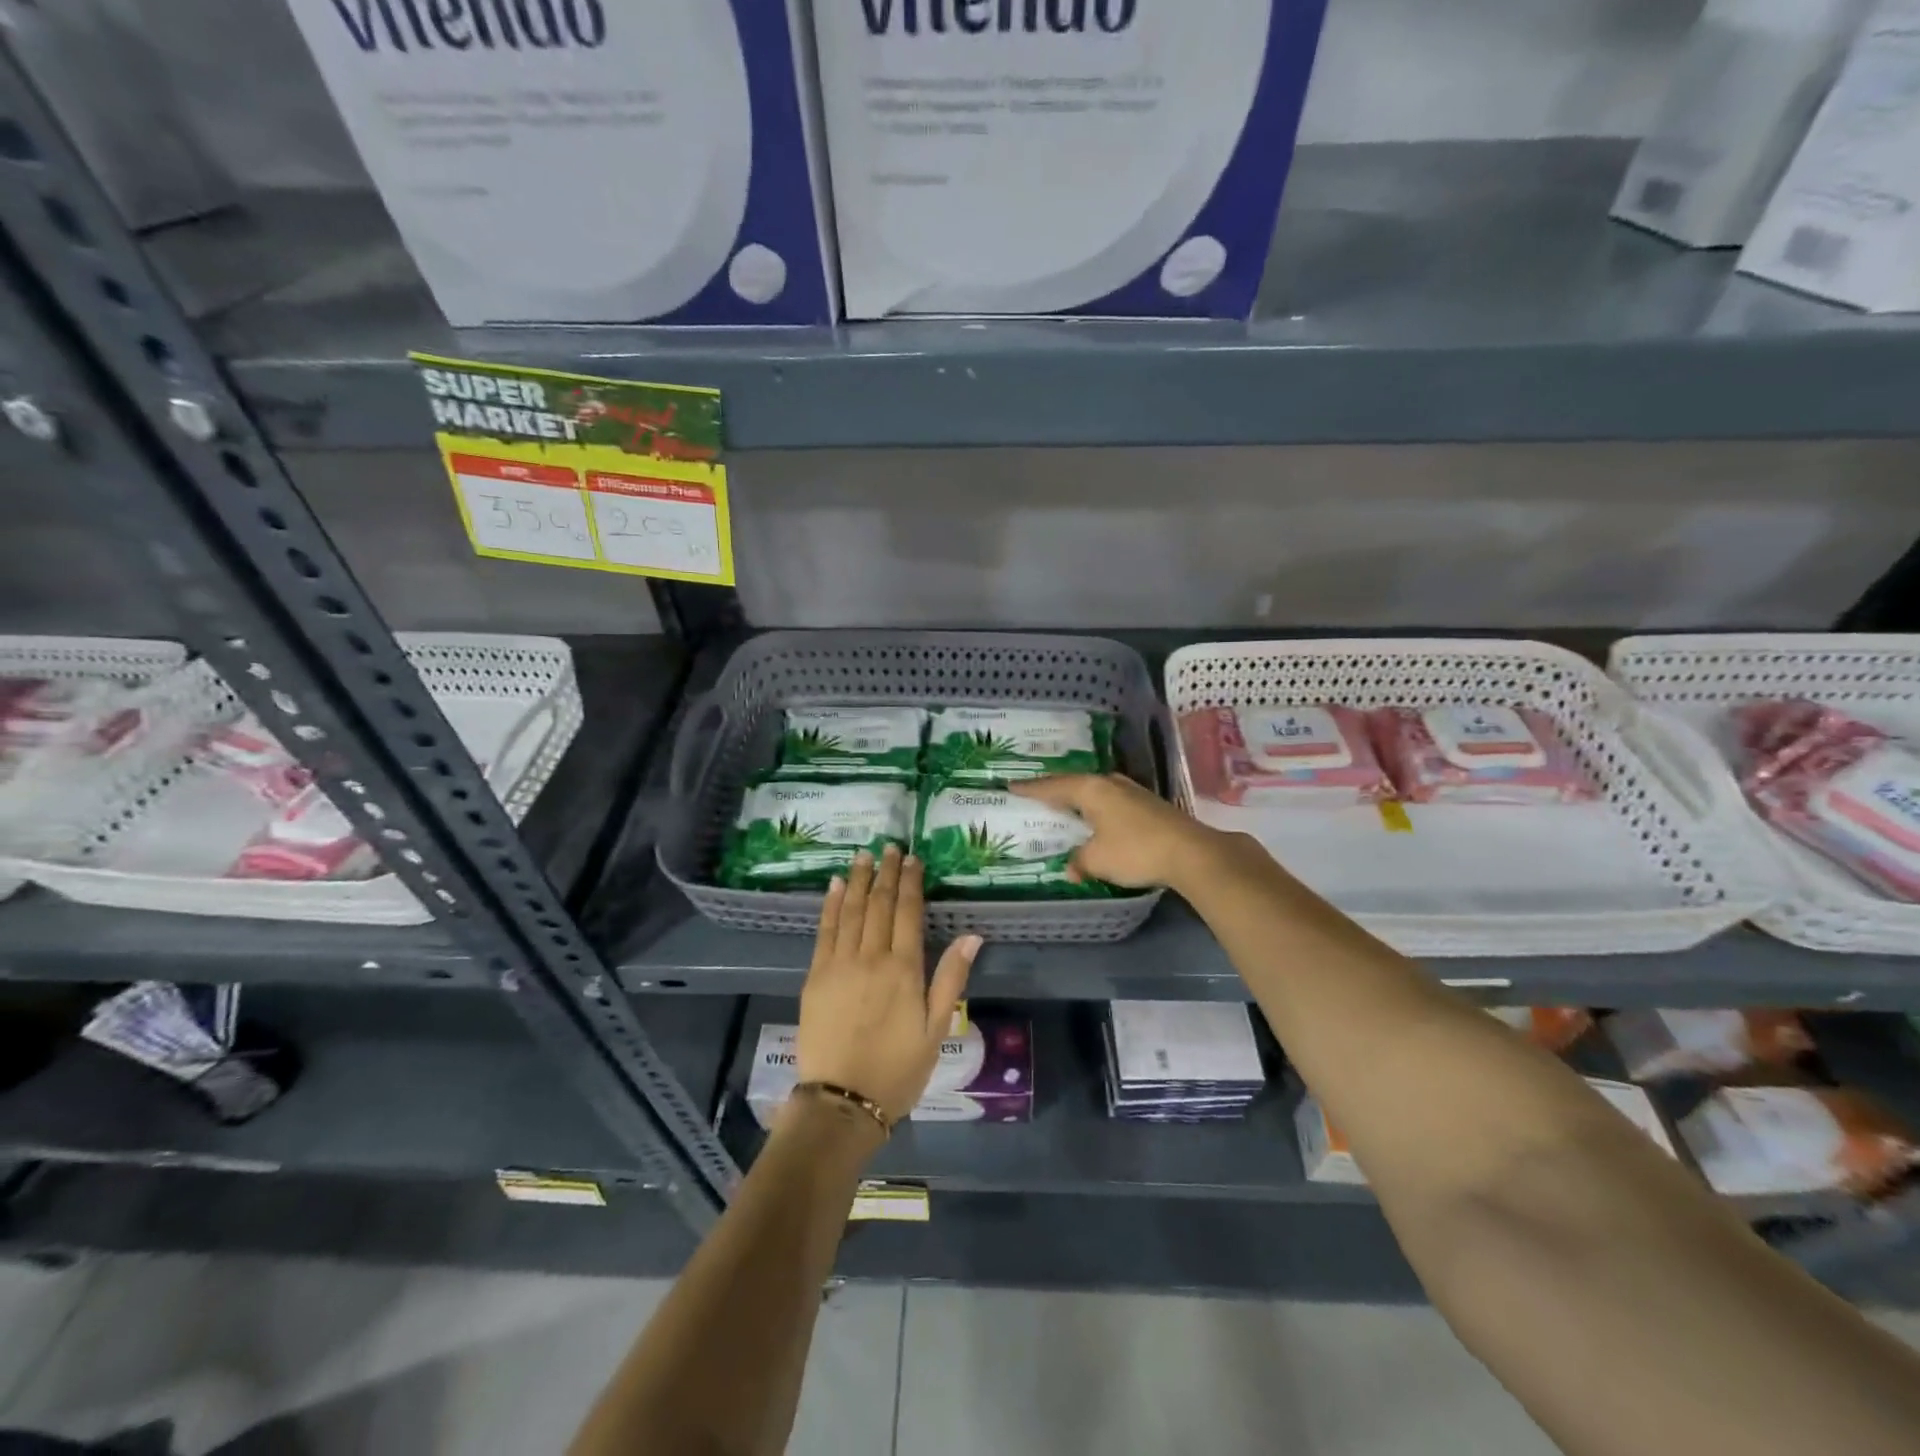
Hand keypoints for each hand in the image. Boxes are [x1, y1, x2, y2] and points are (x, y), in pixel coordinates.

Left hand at [797, 844, 979, 1124]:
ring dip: (859, 880)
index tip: (913, 858)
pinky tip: (837, 886)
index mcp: (904, 969)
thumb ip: (951, 978)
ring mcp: (839, 964)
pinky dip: (832, 905)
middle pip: (879, 904)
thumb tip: (972, 936)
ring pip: (851, 910)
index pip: (908, 912)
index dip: (910, 882)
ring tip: (864, 855)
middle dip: (886, 873)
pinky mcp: (816, 976)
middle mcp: (871, 957)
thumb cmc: (898, 1069)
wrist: (842, 1101)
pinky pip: (825, 930)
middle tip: (890, 846)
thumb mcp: (937, 1029)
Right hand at [1010, 773, 1221, 889]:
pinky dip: (1097, 808)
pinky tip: (1096, 818)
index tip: (1011, 786)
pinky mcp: (1148, 804)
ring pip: (1095, 791)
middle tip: (1036, 795)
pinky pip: (1110, 801)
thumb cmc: (1135, 850)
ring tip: (1064, 805)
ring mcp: (1132, 791)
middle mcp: (1110, 783)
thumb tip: (1071, 868)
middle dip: (1055, 790)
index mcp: (1091, 789)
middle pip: (1075, 783)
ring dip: (1079, 798)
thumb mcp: (1098, 860)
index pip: (1052, 786)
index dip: (1031, 788)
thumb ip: (1079, 861)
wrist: (1191, 853)